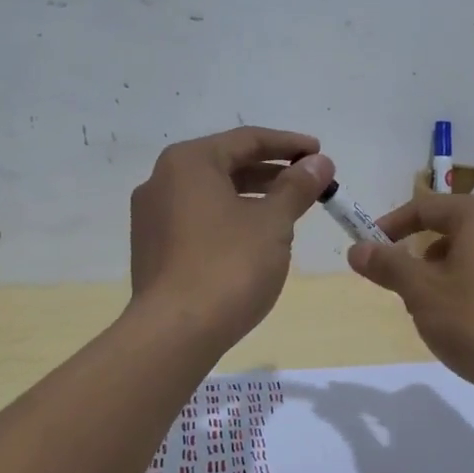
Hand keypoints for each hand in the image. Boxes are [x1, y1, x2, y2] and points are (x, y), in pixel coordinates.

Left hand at [129, 126, 332, 346]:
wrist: (175, 332)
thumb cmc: (229, 266)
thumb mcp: (273, 222)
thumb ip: (297, 187)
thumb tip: (320, 163)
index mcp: (189, 162)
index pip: (247, 140)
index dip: (289, 144)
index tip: (320, 153)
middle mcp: (163, 180)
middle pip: (227, 164)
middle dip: (272, 172)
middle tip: (310, 182)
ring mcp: (152, 216)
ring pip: (212, 193)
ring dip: (253, 196)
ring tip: (289, 209)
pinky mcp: (153, 248)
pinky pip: (198, 218)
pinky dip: (230, 217)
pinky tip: (256, 237)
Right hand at [345, 194, 473, 398]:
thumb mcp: (422, 293)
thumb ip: (388, 266)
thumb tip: (357, 249)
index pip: (425, 208)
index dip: (390, 227)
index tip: (367, 250)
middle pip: (451, 231)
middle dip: (420, 258)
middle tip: (402, 291)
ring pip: (473, 256)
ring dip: (445, 277)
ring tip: (434, 315)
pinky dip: (472, 291)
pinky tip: (469, 327)